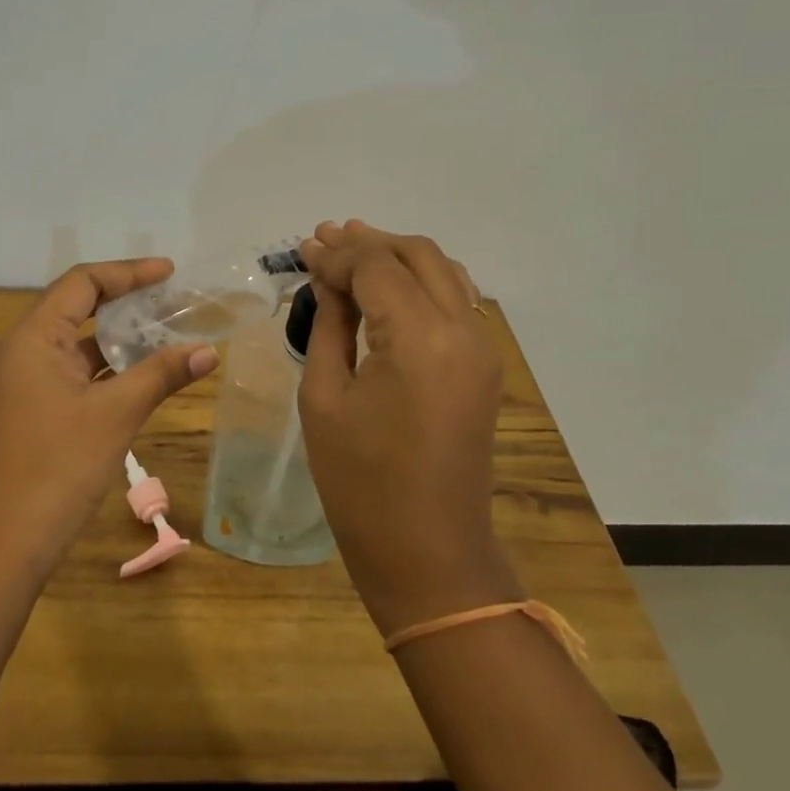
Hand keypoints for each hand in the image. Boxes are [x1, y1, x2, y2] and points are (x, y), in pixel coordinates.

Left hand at [0, 259, 218, 577]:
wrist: (4, 541)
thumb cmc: (58, 467)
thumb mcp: (116, 414)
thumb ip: (161, 375)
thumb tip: (209, 351)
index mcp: (33, 338)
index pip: (81, 283)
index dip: (128, 272)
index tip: (169, 272)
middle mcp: (20, 351)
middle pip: (74, 308)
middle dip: (123, 302)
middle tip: (169, 300)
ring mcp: (20, 383)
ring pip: (73, 344)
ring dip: (114, 339)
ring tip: (162, 333)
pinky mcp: (27, 411)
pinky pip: (68, 374)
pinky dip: (102, 369)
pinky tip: (136, 376)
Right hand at [297, 221, 521, 635]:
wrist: (428, 551)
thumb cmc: (360, 481)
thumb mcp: (325, 397)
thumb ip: (330, 325)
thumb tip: (326, 278)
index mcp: (419, 338)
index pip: (376, 267)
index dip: (337, 253)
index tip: (303, 248)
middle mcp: (463, 330)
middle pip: (417, 256)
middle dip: (369, 242)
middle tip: (324, 239)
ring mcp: (483, 348)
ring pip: (445, 272)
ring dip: (398, 256)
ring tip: (353, 252)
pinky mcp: (486, 367)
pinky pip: (458, 301)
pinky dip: (422, 282)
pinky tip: (389, 288)